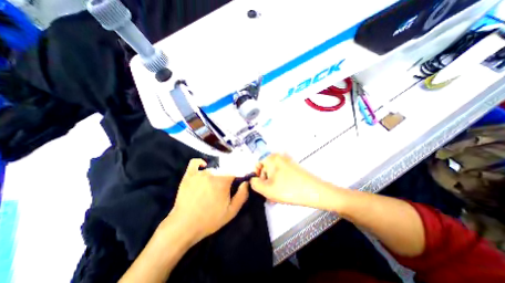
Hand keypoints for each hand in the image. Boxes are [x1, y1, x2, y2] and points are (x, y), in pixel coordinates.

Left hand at [169, 158, 247, 243]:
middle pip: (224, 169)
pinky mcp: (189, 175)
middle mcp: (212, 173)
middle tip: (224, 187)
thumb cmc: (210, 219)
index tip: (238, 179)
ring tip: (213, 185)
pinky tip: (203, 166)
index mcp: (223, 181)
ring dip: (215, 173)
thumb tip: (246, 182)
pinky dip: (200, 162)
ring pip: (212, 168)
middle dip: (227, 176)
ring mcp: (199, 173)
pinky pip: (195, 162)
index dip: (238, 174)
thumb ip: (242, 195)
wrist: (184, 226)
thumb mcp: (231, 211)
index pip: (235, 170)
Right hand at [250, 154, 333, 206]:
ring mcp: (287, 162)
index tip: (259, 186)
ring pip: (274, 174)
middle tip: (268, 193)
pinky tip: (282, 193)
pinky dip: (279, 183)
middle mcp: (279, 157)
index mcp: (271, 158)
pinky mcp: (293, 168)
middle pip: (266, 170)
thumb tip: (252, 180)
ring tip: (276, 196)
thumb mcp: (266, 189)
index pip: (257, 165)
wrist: (314, 192)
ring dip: (272, 184)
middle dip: (265, 182)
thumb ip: (254, 184)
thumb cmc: (289, 189)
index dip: (256, 176)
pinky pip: (282, 175)